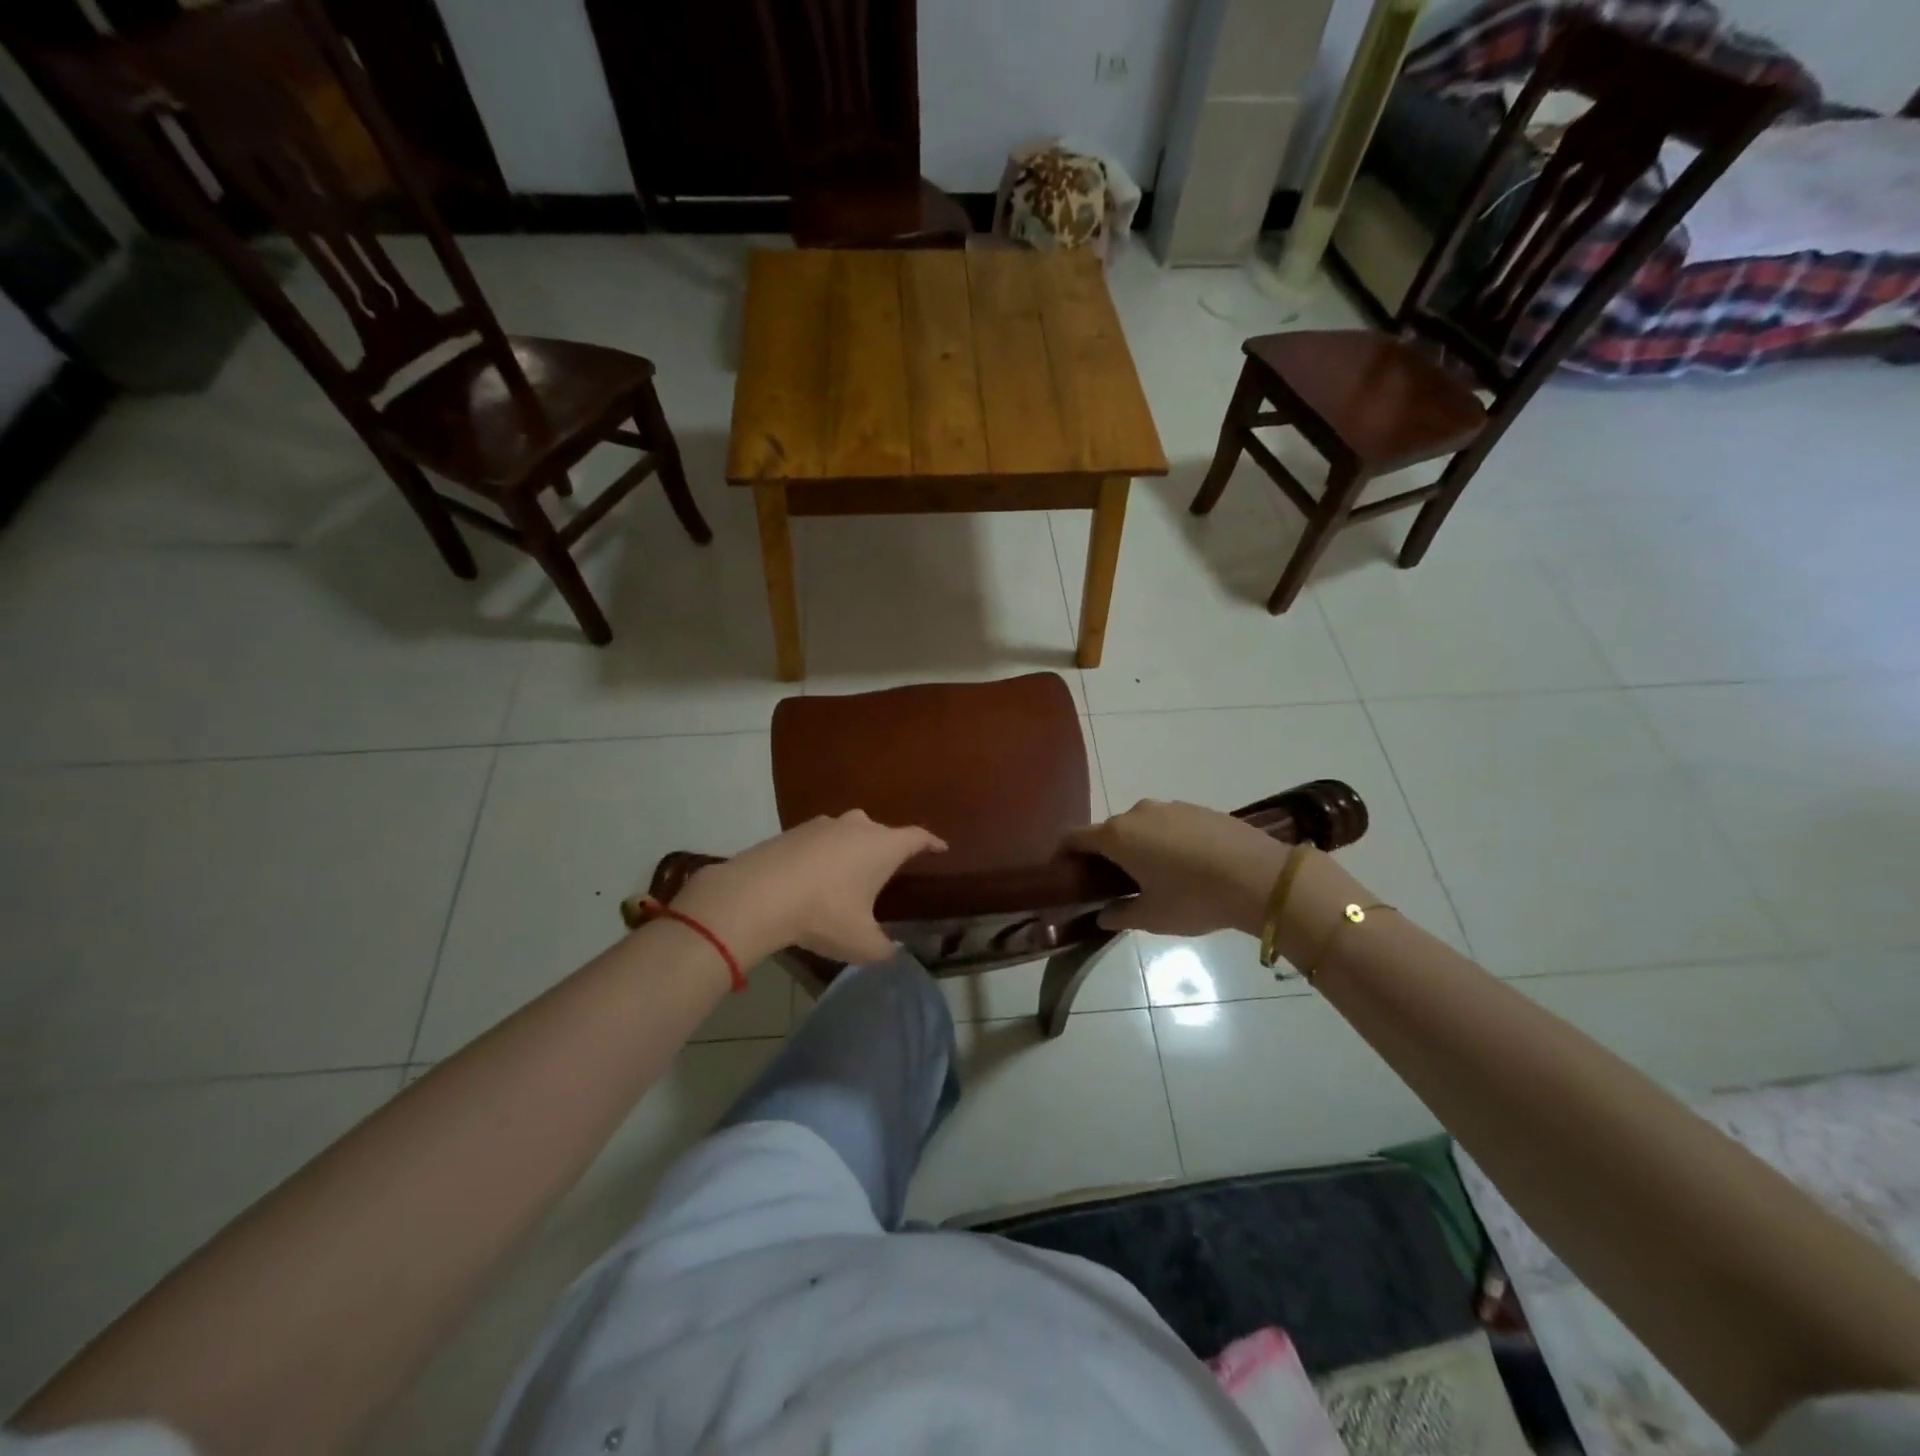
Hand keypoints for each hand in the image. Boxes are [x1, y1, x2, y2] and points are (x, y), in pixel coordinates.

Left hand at [672, 811, 946, 964]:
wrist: (757, 895)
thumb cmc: (823, 914)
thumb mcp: (861, 943)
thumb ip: (884, 950)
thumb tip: (892, 955)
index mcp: (882, 846)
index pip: (917, 837)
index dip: (931, 842)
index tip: (940, 847)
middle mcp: (857, 827)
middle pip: (880, 831)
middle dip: (887, 847)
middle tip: (886, 869)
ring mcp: (822, 825)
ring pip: (847, 832)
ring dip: (852, 849)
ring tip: (848, 874)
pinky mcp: (792, 832)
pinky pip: (818, 840)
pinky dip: (822, 855)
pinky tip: (813, 877)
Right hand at [1065, 800, 1292, 935]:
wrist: (1260, 876)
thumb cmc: (1194, 898)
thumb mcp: (1152, 917)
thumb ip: (1120, 914)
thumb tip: (1104, 915)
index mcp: (1117, 836)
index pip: (1075, 837)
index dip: (1065, 854)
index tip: (1066, 874)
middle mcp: (1137, 813)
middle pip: (1108, 831)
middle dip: (1105, 855)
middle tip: (1113, 885)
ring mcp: (1170, 807)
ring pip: (1140, 826)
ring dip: (1138, 847)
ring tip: (1153, 876)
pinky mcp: (1198, 809)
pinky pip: (1169, 824)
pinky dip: (1165, 841)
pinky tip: (1185, 866)